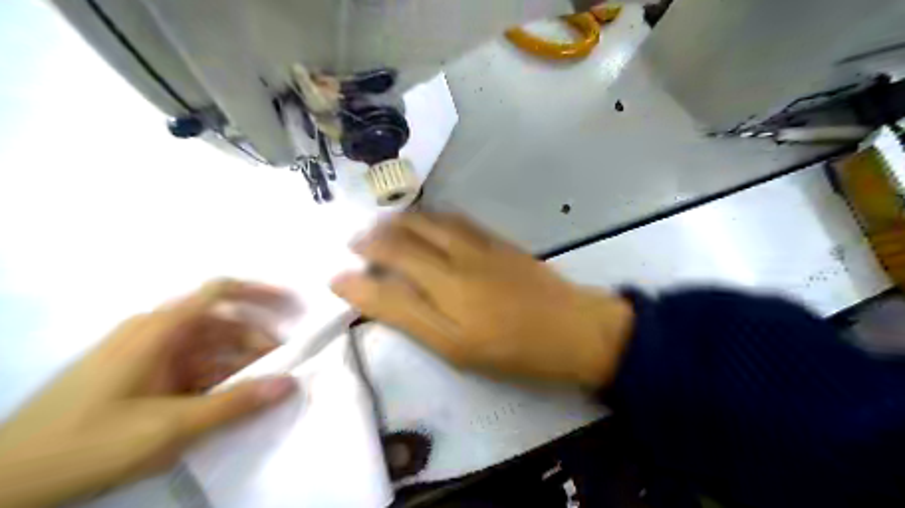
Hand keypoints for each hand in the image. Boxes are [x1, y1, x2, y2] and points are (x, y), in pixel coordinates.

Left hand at [0, 279, 300, 505]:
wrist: (5, 483)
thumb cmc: (89, 442)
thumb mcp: (170, 425)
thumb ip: (236, 403)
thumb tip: (290, 384)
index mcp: (161, 329)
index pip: (220, 292)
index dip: (260, 292)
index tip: (292, 305)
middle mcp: (157, 333)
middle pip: (222, 324)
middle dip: (257, 341)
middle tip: (285, 366)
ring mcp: (149, 356)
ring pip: (210, 349)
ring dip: (240, 364)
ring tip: (264, 387)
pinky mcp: (144, 378)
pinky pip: (193, 369)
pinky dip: (218, 380)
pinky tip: (233, 400)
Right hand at [329, 213, 629, 385]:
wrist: (574, 328)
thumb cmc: (513, 350)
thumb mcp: (454, 347)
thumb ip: (407, 315)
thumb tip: (363, 289)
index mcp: (444, 290)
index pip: (388, 270)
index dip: (358, 273)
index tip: (337, 275)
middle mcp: (456, 259)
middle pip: (405, 237)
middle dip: (373, 237)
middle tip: (355, 241)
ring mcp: (480, 245)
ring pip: (429, 221)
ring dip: (400, 221)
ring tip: (381, 225)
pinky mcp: (498, 241)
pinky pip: (457, 219)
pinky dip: (432, 216)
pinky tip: (426, 220)